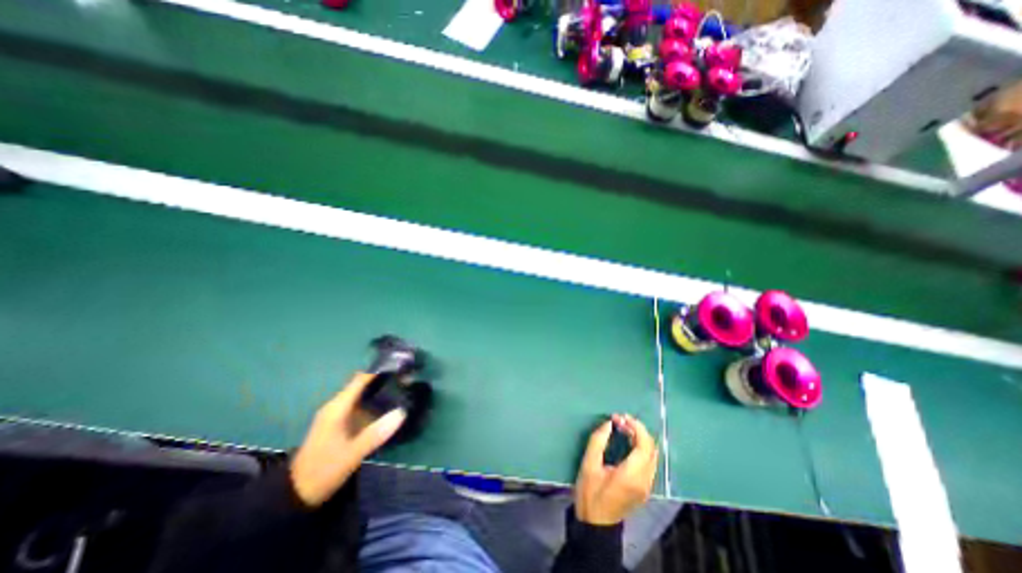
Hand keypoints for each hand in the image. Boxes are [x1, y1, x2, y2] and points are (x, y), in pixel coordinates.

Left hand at [289, 374, 405, 507]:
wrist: (295, 495)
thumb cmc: (323, 471)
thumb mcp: (352, 454)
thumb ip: (376, 433)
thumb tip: (402, 412)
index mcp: (337, 408)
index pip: (360, 379)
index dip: (378, 372)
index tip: (399, 368)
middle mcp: (335, 406)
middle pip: (360, 385)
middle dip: (381, 381)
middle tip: (405, 380)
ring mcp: (336, 415)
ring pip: (360, 395)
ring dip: (378, 391)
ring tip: (401, 390)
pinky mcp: (338, 423)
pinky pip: (357, 405)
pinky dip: (372, 402)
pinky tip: (386, 407)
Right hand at [574, 414, 654, 526]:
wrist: (596, 524)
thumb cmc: (590, 493)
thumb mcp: (588, 465)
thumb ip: (598, 441)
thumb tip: (609, 423)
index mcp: (631, 475)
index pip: (644, 445)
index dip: (636, 427)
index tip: (621, 417)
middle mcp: (644, 480)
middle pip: (651, 448)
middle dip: (638, 430)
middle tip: (620, 421)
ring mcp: (646, 486)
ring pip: (652, 455)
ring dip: (640, 438)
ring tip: (623, 428)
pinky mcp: (644, 489)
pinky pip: (649, 462)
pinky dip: (641, 448)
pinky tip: (627, 442)